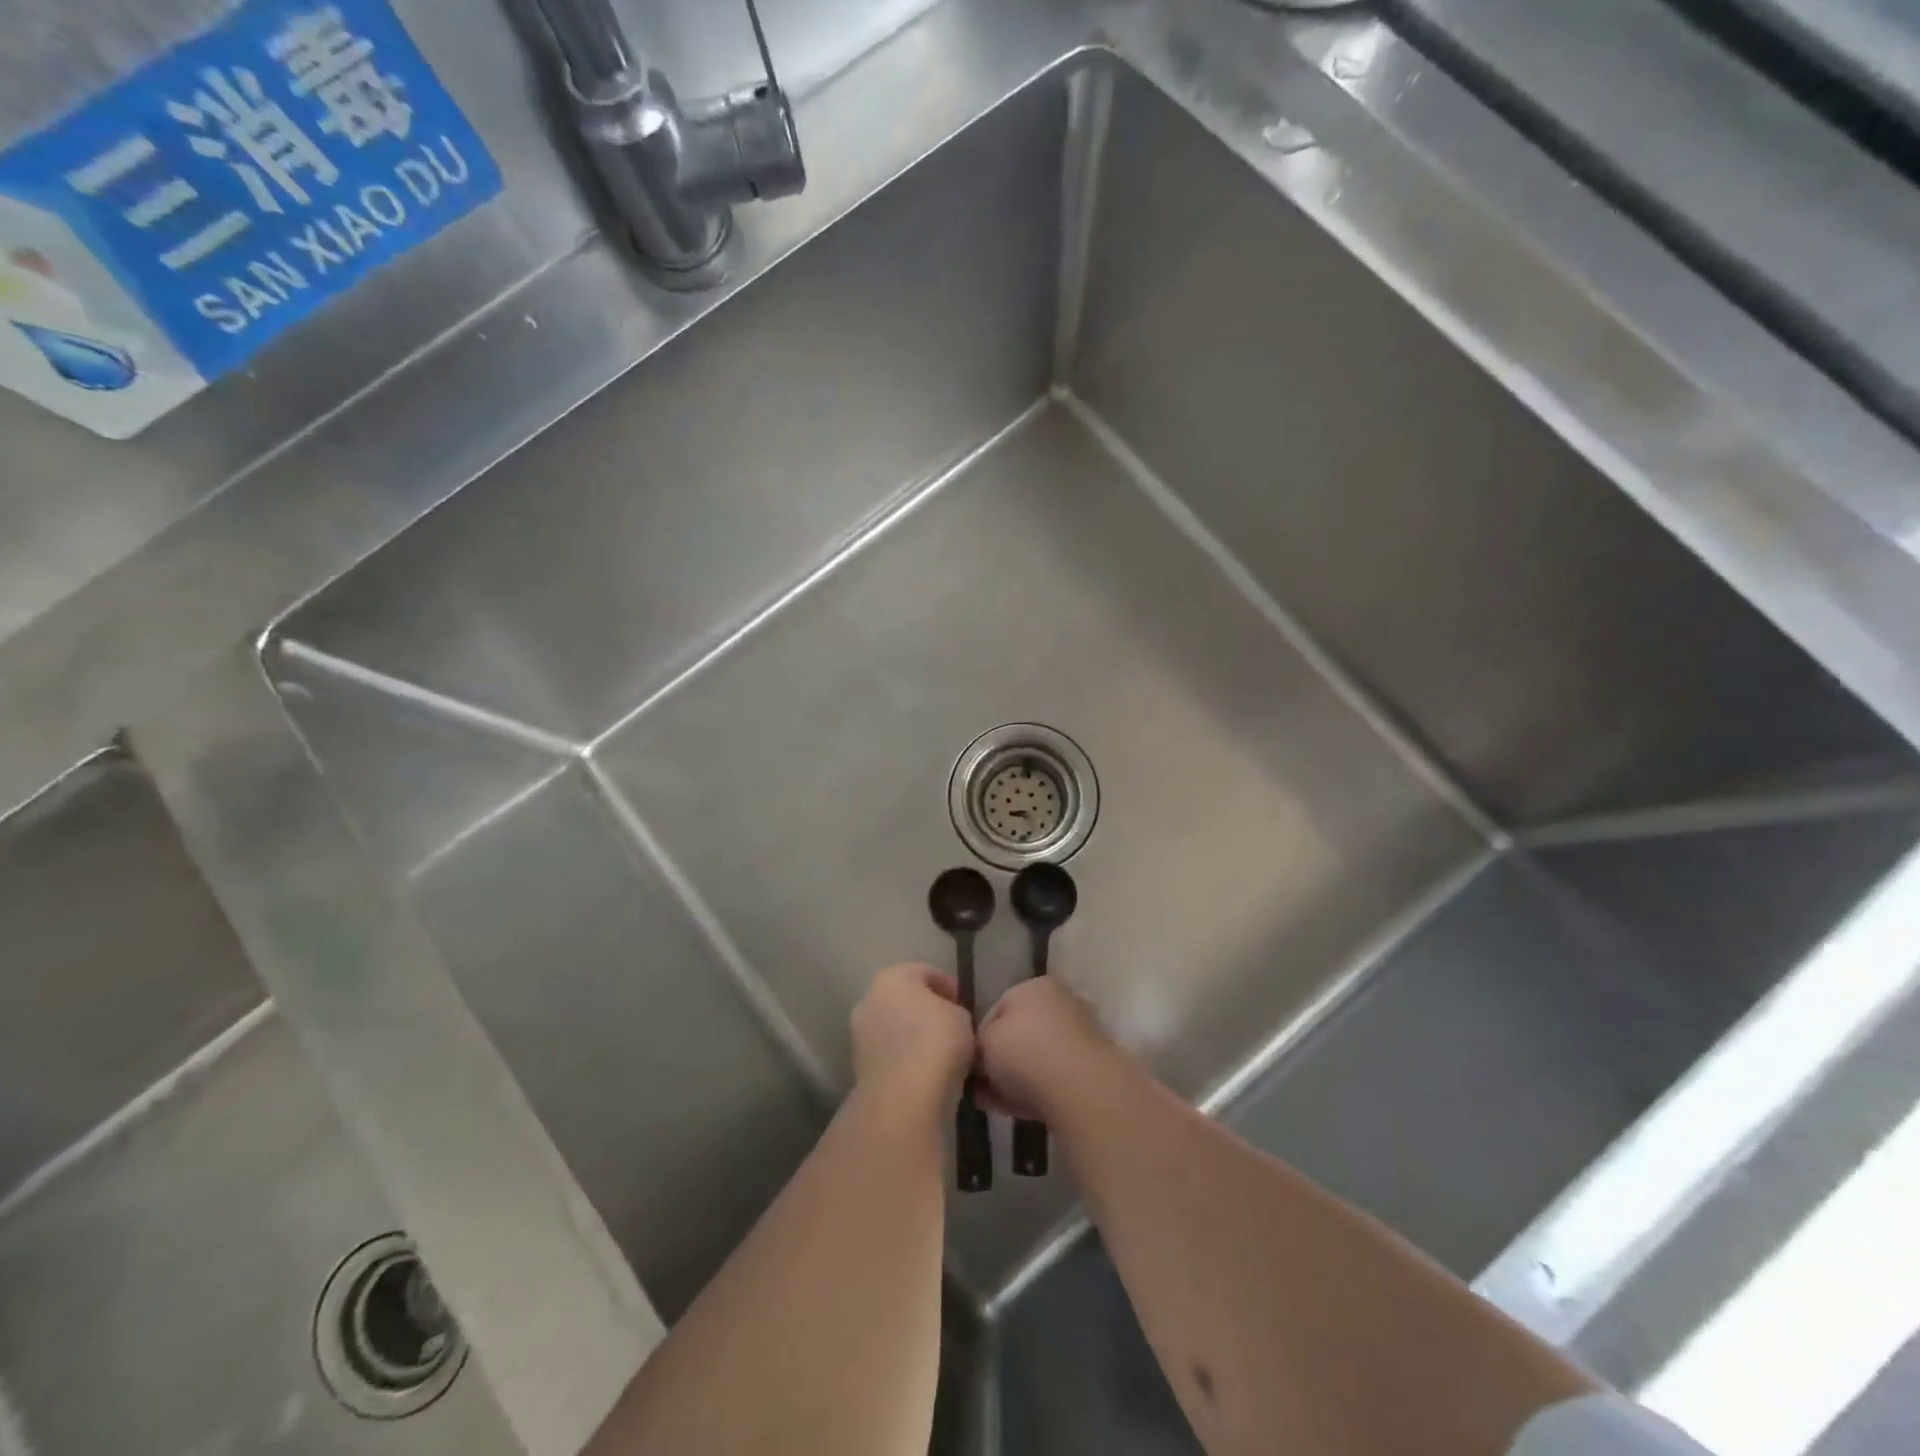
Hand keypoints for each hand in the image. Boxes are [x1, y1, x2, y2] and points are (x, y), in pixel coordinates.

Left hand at [851, 964, 975, 1110]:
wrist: (905, 1095)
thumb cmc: (937, 1041)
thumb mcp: (961, 1017)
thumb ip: (953, 1010)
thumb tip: (947, 1018)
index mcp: (892, 977)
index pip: (924, 973)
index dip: (947, 986)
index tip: (962, 1003)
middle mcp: (869, 999)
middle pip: (903, 1000)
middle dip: (924, 1010)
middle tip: (949, 1026)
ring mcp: (859, 1034)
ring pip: (892, 1028)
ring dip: (911, 1037)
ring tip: (938, 1053)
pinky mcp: (858, 1067)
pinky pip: (888, 1055)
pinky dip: (902, 1059)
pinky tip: (923, 1072)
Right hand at [976, 977, 1119, 1122]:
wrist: (1078, 1088)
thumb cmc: (1023, 1052)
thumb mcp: (983, 1042)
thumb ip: (976, 1045)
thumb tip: (978, 1058)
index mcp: (1034, 987)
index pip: (997, 1010)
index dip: (978, 1038)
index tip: (968, 1064)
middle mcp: (1059, 1004)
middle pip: (1018, 1035)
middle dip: (996, 1062)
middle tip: (978, 1086)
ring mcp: (1078, 1036)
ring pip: (1034, 1059)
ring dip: (1013, 1079)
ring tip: (991, 1102)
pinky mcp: (1089, 1069)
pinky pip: (1051, 1078)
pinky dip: (1033, 1091)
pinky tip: (1013, 1110)